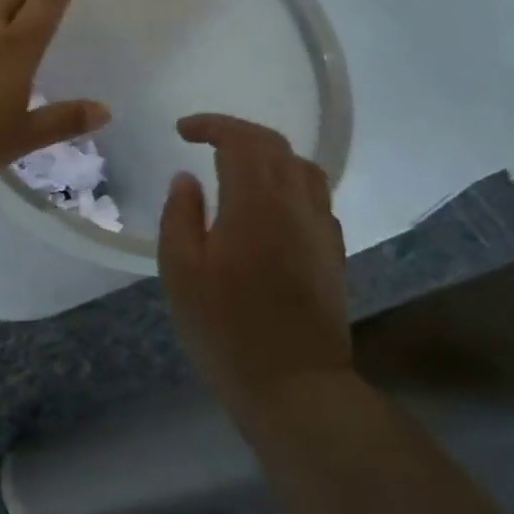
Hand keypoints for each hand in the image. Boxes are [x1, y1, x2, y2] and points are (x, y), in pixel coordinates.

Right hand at [159, 114, 350, 413]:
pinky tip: (269, 205)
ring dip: (268, 154)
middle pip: (276, 146)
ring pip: (303, 168)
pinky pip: (315, 197)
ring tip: (238, 165)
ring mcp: (321, 230)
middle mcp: (295, 206)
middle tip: (204, 139)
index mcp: (255, 204)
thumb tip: (186, 179)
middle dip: (238, 133)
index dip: (212, 126)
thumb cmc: (225, 329)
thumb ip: (180, 216)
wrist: (295, 387)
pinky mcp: (333, 255)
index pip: (241, 141)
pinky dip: (288, 182)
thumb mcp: (180, 272)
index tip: (182, 130)